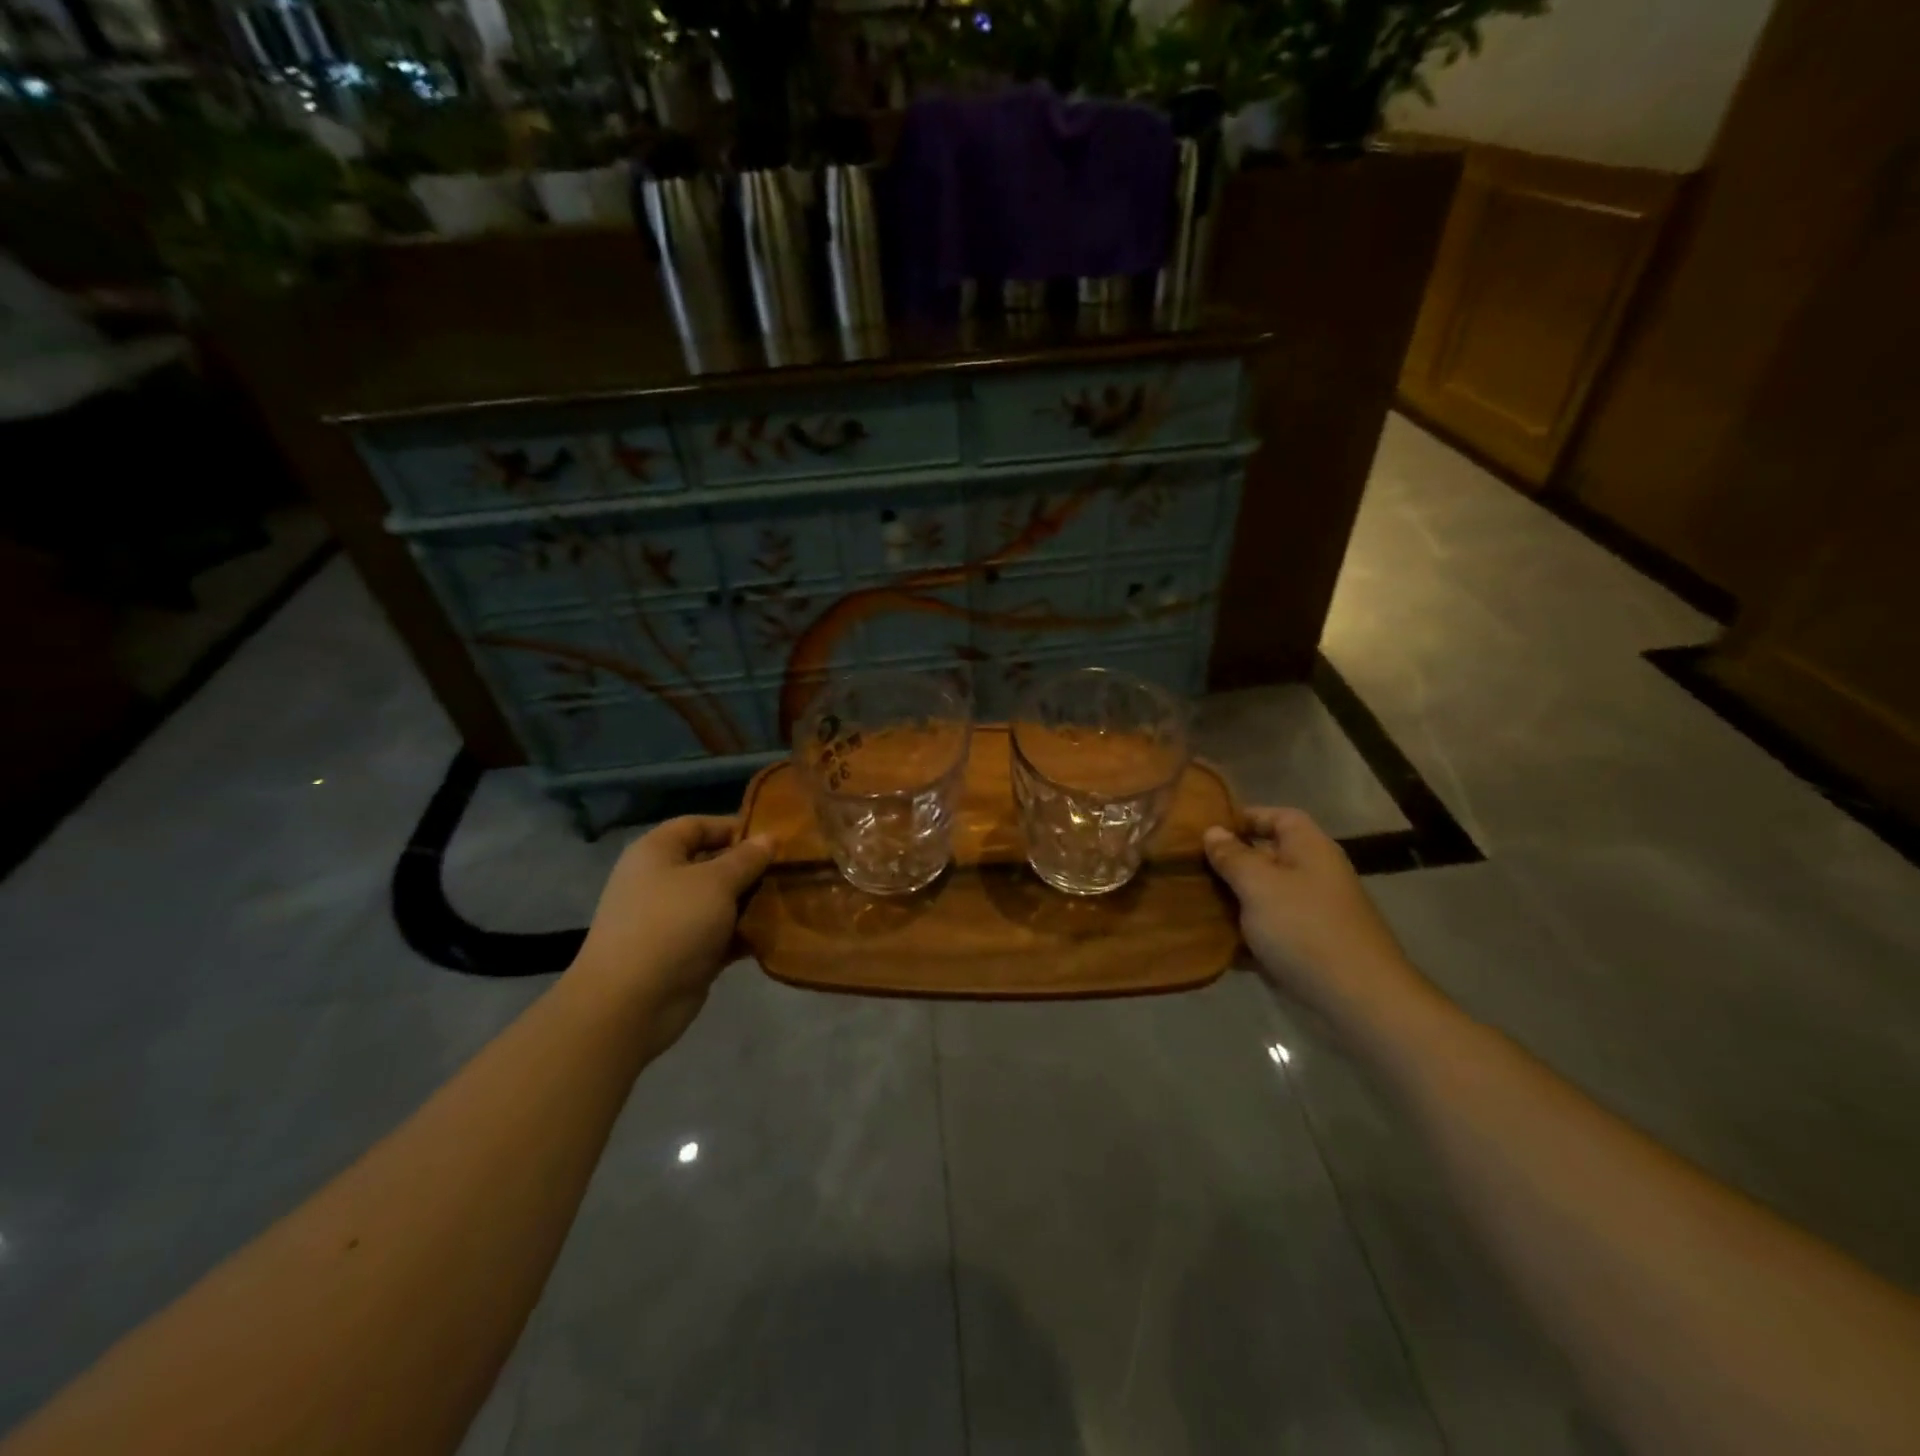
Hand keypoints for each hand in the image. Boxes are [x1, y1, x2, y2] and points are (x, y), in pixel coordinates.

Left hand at [570, 817, 772, 1041]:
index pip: (697, 825)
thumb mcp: (716, 882)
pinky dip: (744, 932)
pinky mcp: (685, 953)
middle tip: (790, 869)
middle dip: (750, 867)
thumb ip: (746, 858)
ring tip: (791, 897)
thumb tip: (770, 837)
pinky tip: (777, 931)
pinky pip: (721, 934)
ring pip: (720, 901)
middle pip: (711, 863)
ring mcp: (672, 919)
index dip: (734, 827)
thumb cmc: (671, 925)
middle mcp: (661, 881)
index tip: (774, 837)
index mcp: (657, 852)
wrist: (631, 1003)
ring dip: (752, 901)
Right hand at [1203, 808, 1424, 1023]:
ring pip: (1263, 897)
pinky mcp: (1306, 948)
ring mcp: (1311, 914)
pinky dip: (1243, 936)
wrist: (1357, 999)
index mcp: (1309, 848)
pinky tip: (1211, 942)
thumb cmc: (1304, 928)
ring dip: (1231, 901)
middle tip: (1188, 868)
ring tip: (1190, 903)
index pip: (1278, 816)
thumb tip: (1213, 831)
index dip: (1244, 817)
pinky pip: (1267, 932)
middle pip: (1266, 857)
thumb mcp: (1259, 884)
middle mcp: (1313, 875)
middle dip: (1228, 863)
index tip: (1206, 830)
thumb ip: (1232, 856)